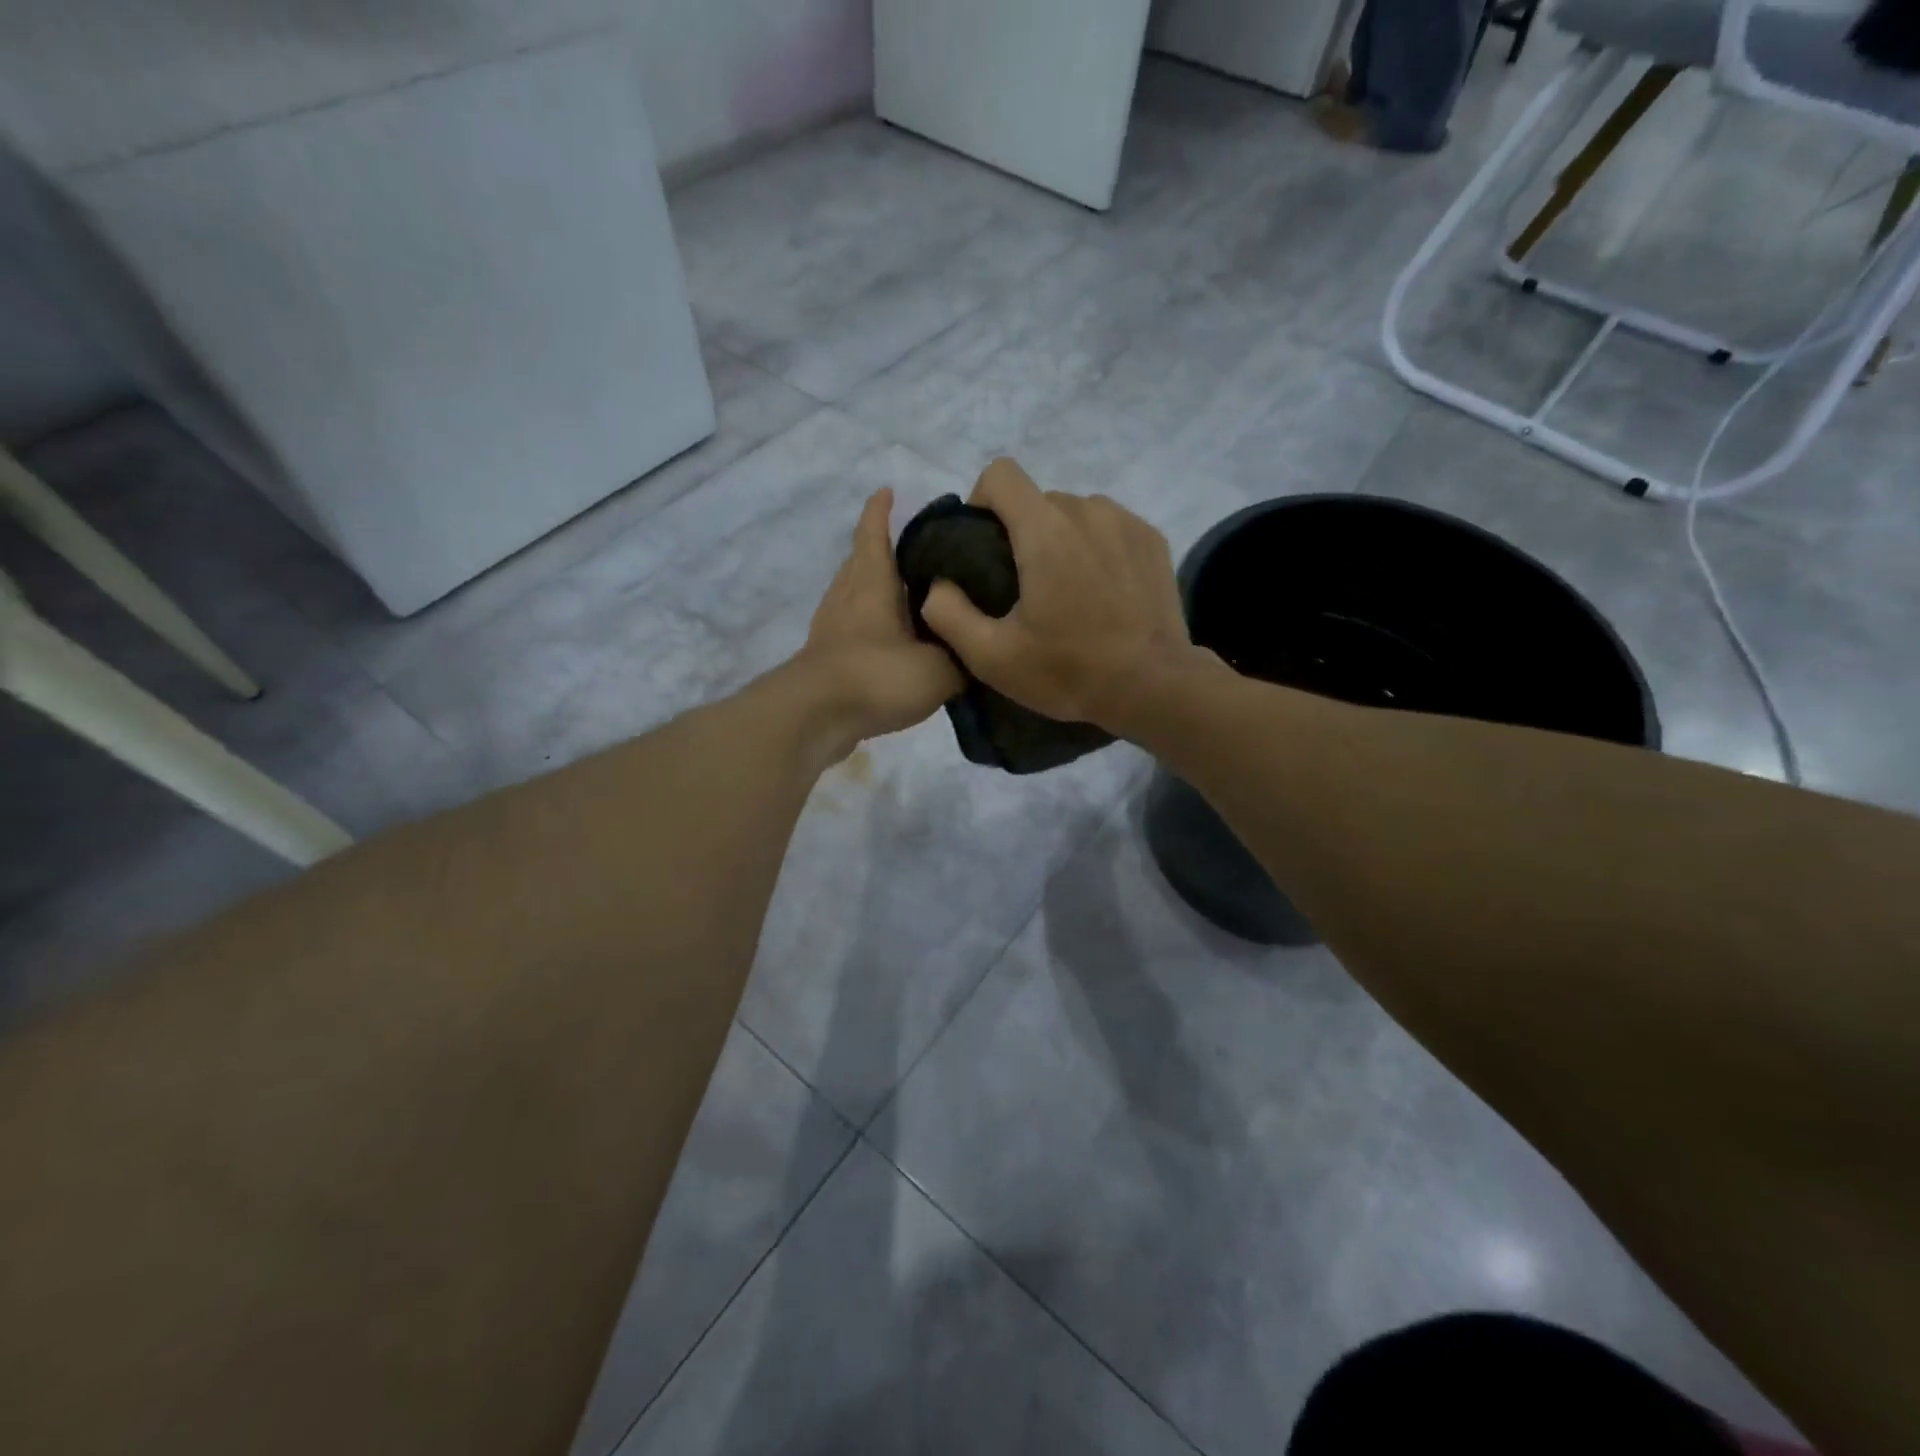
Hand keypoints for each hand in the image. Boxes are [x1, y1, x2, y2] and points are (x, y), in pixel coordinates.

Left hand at [800, 487, 962, 751]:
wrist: (816, 718)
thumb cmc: (877, 676)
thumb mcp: (938, 670)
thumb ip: (963, 659)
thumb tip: (977, 653)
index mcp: (872, 584)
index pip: (874, 534)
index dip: (880, 511)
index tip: (888, 491)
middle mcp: (847, 597)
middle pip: (861, 562)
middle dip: (882, 550)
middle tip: (917, 551)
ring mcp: (832, 628)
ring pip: (854, 596)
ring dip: (876, 591)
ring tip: (909, 598)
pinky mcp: (827, 658)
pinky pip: (852, 629)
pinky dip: (870, 626)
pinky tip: (892, 644)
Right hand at [920, 459, 1202, 733]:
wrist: (1154, 687)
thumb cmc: (1069, 671)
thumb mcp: (992, 658)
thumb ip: (948, 614)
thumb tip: (938, 585)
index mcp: (1045, 531)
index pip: (1001, 474)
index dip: (981, 501)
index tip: (983, 545)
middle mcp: (1088, 510)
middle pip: (1038, 500)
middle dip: (1022, 532)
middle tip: (1024, 586)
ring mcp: (1126, 522)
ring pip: (1075, 512)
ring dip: (1061, 539)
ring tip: (1066, 591)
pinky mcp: (1152, 539)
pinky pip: (1109, 527)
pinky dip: (1096, 548)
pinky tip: (1102, 592)